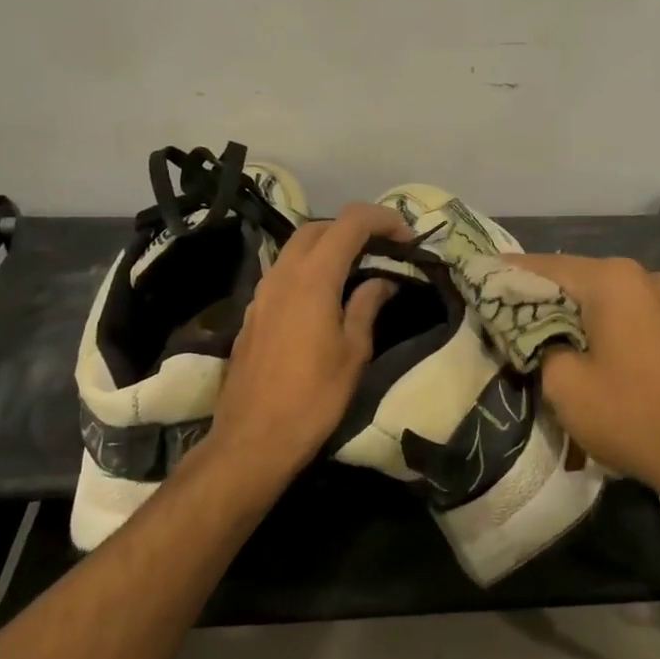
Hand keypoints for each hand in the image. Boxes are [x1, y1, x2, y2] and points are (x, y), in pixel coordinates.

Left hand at [206, 202, 411, 478]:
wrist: (254, 439)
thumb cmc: (314, 397)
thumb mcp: (354, 352)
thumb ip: (366, 306)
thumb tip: (381, 281)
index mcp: (314, 278)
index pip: (350, 223)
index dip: (382, 220)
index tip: (406, 237)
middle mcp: (283, 274)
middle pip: (318, 227)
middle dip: (353, 228)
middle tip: (383, 249)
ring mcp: (262, 292)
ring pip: (296, 247)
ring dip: (329, 246)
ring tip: (358, 268)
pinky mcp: (253, 312)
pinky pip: (283, 272)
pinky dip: (309, 267)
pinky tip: (326, 295)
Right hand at [507, 255, 659, 503]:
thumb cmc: (634, 416)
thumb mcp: (566, 387)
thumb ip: (540, 347)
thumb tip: (543, 338)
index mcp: (612, 280)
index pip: (544, 267)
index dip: (509, 274)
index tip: (480, 279)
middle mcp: (643, 277)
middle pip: (577, 278)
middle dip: (542, 295)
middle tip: (506, 314)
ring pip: (606, 296)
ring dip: (575, 311)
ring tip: (544, 333)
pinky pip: (631, 314)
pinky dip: (604, 324)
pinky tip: (589, 347)